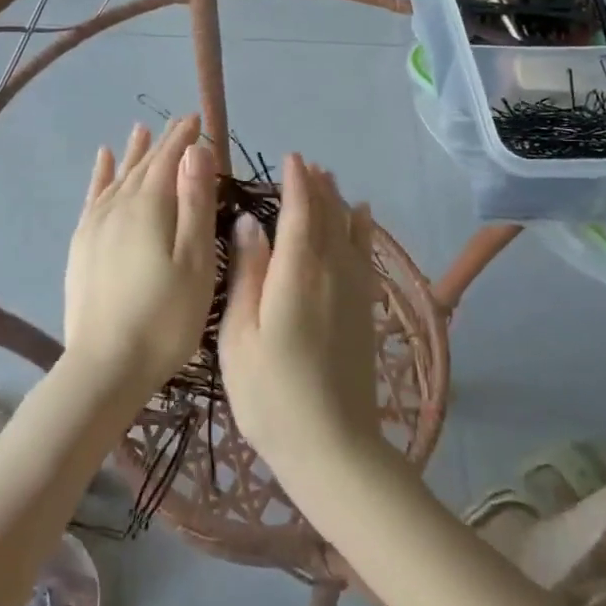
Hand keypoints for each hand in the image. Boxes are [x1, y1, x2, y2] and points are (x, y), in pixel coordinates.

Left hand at [62, 116, 218, 400]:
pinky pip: (93, 196)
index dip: (184, 137)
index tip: (197, 118)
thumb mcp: (196, 261)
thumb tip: (196, 151)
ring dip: (132, 153)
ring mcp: (95, 224)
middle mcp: (119, 205)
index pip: (169, 159)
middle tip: (179, 123)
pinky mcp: (82, 244)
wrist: (106, 364)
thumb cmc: (166, 317)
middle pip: (143, 164)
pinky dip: (101, 175)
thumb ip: (195, 203)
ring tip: (140, 131)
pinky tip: (103, 162)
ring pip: (118, 176)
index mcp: (150, 206)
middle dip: (163, 142)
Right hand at [219, 154, 388, 497]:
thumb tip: (249, 222)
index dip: (295, 182)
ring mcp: (353, 292)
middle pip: (327, 217)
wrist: (333, 447)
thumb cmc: (271, 393)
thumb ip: (247, 273)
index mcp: (297, 272)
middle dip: (317, 187)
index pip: (299, 212)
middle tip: (307, 164)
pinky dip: (362, 232)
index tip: (290, 158)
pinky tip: (362, 221)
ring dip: (338, 203)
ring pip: (348, 232)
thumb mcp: (240, 335)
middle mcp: (331, 272)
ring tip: (331, 181)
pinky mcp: (365, 312)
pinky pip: (364, 255)